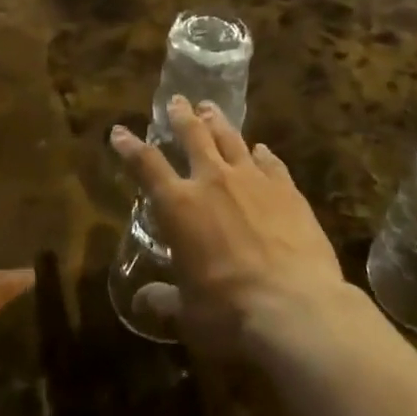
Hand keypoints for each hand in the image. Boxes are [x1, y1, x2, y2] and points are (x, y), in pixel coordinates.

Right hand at [109, 98, 349, 360]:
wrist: (296, 309)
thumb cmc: (229, 313)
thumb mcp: (188, 314)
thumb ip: (165, 301)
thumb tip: (142, 302)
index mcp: (179, 206)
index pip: (146, 165)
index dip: (130, 147)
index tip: (120, 131)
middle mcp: (213, 181)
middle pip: (193, 135)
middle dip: (182, 116)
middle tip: (177, 101)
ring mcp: (253, 180)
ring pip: (231, 138)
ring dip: (218, 122)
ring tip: (211, 109)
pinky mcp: (287, 189)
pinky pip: (271, 161)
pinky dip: (262, 153)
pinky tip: (261, 149)